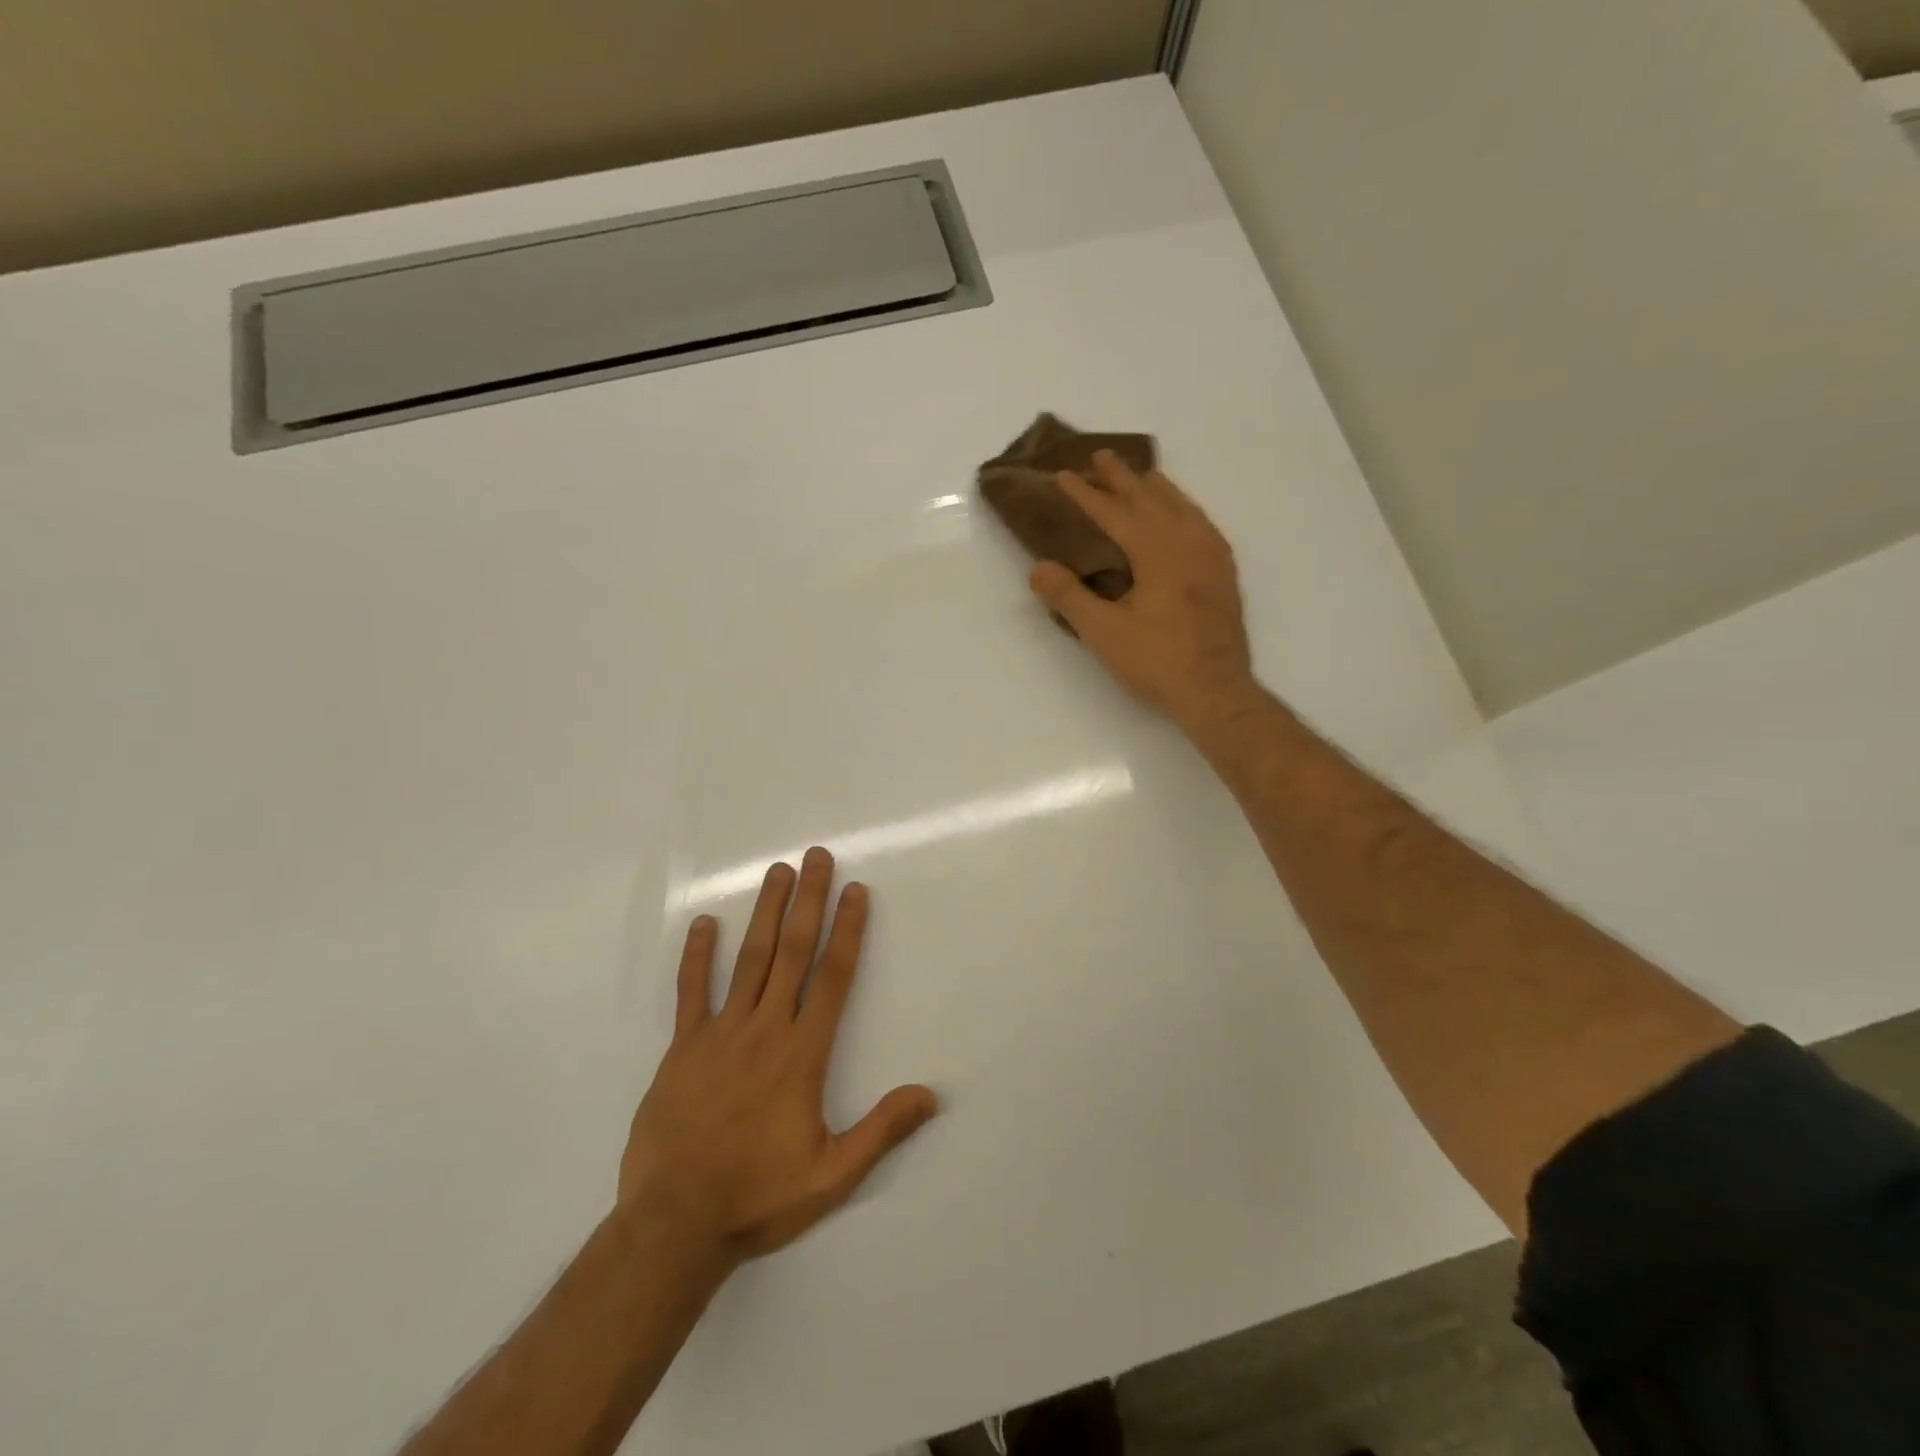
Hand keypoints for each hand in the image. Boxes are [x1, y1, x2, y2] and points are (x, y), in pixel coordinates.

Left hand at [619, 848, 937, 1262]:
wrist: (674, 1223)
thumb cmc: (758, 1195)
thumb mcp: (833, 1175)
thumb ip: (882, 1131)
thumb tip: (931, 1095)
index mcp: (803, 1054)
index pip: (833, 977)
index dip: (847, 930)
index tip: (856, 892)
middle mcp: (765, 1030)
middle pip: (792, 952)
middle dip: (808, 901)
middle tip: (816, 857)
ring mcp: (720, 1034)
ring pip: (748, 960)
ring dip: (765, 912)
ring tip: (777, 872)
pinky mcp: (682, 1048)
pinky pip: (690, 992)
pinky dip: (697, 956)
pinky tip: (703, 923)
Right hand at [1029, 452, 1254, 728]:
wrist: (1216, 690)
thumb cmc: (1156, 661)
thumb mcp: (1102, 632)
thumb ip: (1069, 596)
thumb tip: (1038, 568)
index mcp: (1157, 551)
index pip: (1114, 512)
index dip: (1087, 494)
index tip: (1064, 475)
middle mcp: (1187, 542)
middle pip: (1152, 498)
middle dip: (1123, 478)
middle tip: (1102, 456)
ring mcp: (1212, 555)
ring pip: (1182, 506)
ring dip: (1157, 488)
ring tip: (1141, 475)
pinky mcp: (1224, 572)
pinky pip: (1202, 524)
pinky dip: (1184, 509)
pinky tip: (1183, 515)